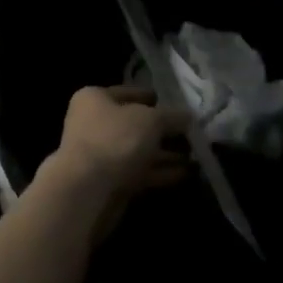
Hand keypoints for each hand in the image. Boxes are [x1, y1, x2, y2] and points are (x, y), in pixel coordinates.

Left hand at [39, 85, 190, 241]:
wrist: (87, 190)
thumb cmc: (115, 140)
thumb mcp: (150, 120)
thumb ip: (171, 116)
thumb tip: (188, 116)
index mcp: (94, 98)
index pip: (127, 92)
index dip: (151, 97)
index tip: (174, 104)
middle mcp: (93, 123)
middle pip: (134, 123)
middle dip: (162, 130)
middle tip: (191, 134)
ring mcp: (100, 154)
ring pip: (138, 149)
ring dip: (164, 153)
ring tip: (195, 156)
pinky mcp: (109, 181)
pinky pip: (138, 171)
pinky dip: (159, 171)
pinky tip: (185, 174)